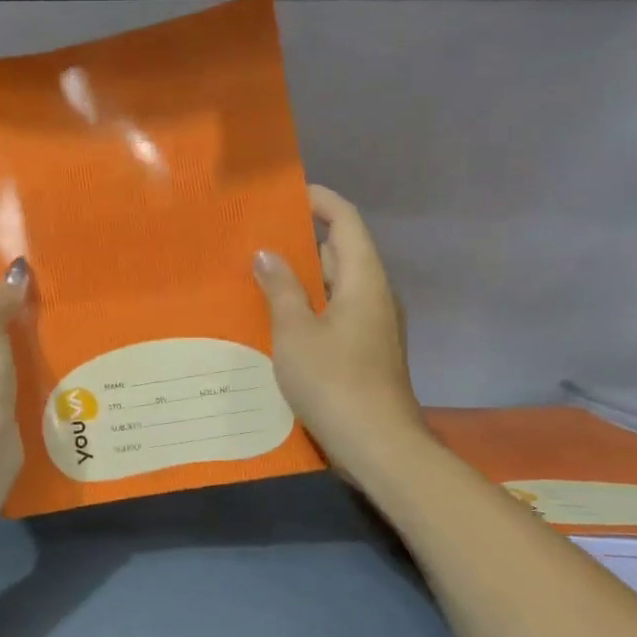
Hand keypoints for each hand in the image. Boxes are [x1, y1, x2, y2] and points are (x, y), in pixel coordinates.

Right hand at [253, 185, 425, 483]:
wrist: (377, 444)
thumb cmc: (334, 380)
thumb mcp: (296, 332)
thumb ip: (281, 288)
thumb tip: (267, 253)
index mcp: (364, 279)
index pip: (345, 221)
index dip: (320, 200)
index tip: (287, 192)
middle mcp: (375, 295)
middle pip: (342, 251)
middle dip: (304, 238)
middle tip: (259, 235)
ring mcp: (373, 325)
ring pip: (337, 285)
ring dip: (304, 275)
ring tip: (260, 271)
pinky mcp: (366, 350)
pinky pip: (336, 311)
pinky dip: (310, 304)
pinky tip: (278, 317)